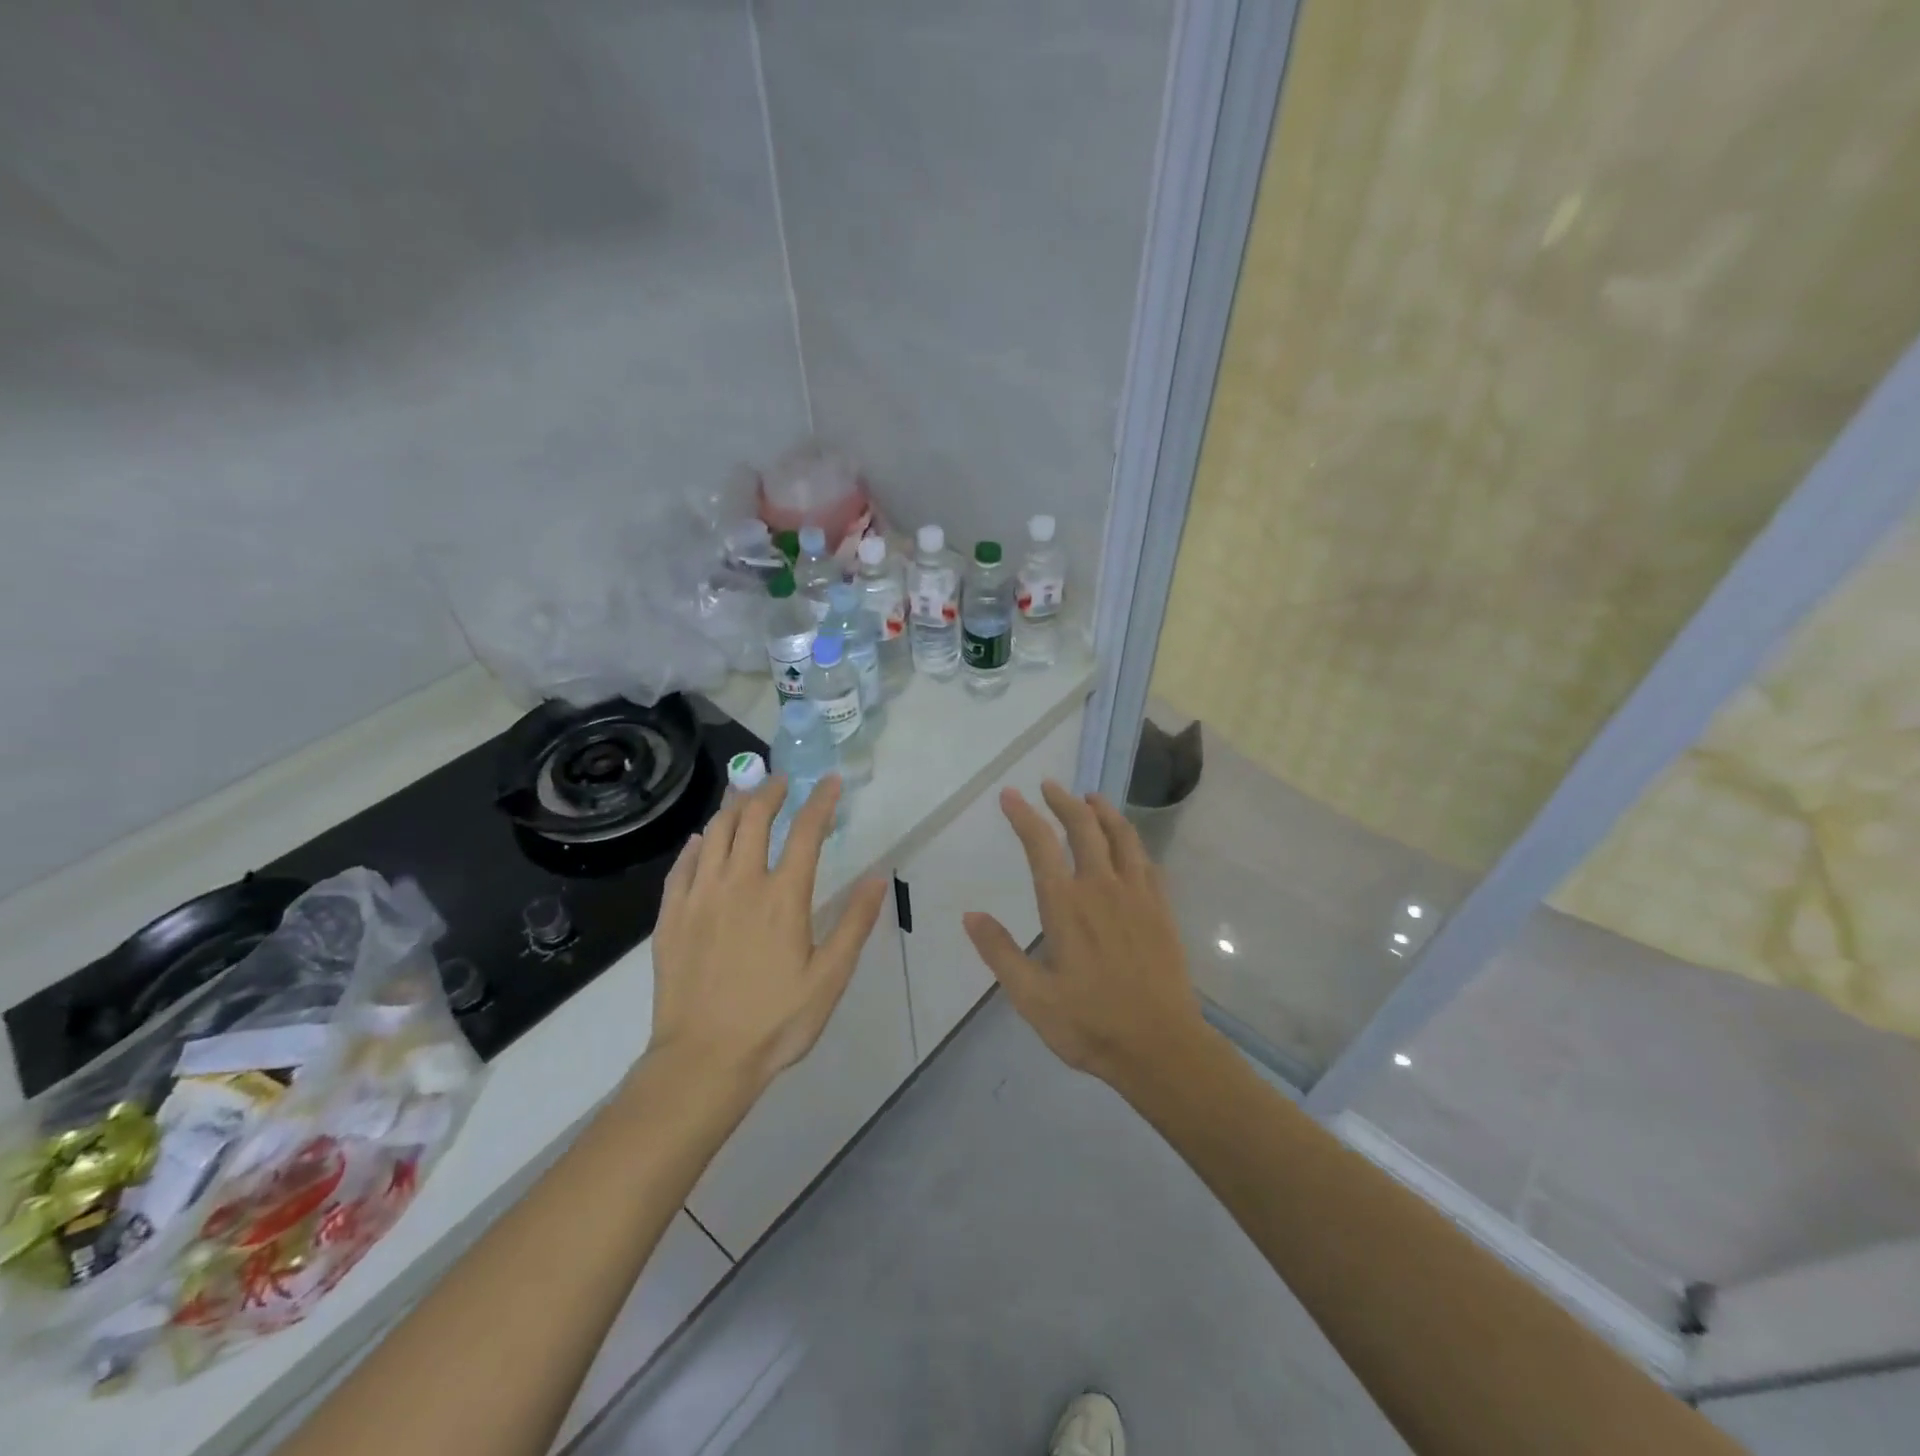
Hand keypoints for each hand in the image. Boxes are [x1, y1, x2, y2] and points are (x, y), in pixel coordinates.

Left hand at [649, 773, 889, 1091]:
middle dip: (771, 792)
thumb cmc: (776, 1021)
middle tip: (783, 783)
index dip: (821, 801)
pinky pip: (681, 865)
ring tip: (745, 797)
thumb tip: (878, 877)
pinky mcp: (671, 916)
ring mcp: (699, 897)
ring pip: (714, 833)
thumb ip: (854, 923)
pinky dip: (696, 844)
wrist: (703, 1060)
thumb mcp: (829, 977)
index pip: (805, 831)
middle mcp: (739, 883)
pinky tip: (701, 841)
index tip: (830, 782)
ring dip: (733, 807)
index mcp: (782, 897)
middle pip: (753, 819)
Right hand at [963, 780, 1209, 1089]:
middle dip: (1064, 802)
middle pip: (1084, 828)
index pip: (1041, 845)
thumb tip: (970, 915)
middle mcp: (1101, 888)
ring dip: (1103, 811)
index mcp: (1066, 906)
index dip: (1024, 816)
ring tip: (1091, 797)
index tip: (1010, 795)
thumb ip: (1000, 952)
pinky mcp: (1162, 909)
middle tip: (1049, 786)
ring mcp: (1137, 895)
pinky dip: (1133, 841)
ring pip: (1122, 836)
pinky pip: (1147, 861)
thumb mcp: (1032, 997)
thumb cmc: (1090, 1024)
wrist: (1161, 1046)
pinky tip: (1129, 843)